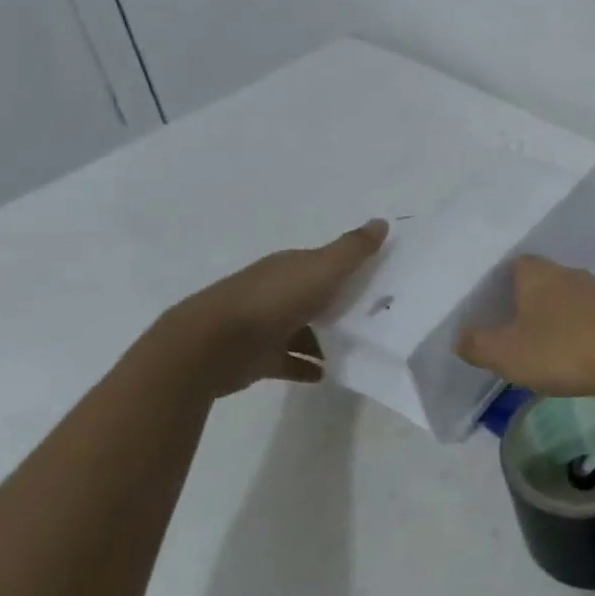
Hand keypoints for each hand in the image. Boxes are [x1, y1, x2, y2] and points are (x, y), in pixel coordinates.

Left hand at [166, 218, 388, 397]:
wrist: (212, 346)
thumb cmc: (273, 300)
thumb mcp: (321, 269)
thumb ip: (352, 249)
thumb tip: (382, 221)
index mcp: (290, 267)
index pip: (325, 262)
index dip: (350, 268)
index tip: (380, 278)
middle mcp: (276, 291)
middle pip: (315, 296)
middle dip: (341, 304)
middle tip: (377, 317)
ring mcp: (265, 326)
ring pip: (304, 329)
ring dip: (326, 339)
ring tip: (358, 349)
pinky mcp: (258, 358)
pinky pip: (290, 361)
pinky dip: (307, 365)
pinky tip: (328, 373)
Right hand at [455, 255, 594, 399]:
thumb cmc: (561, 348)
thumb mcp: (507, 353)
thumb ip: (478, 344)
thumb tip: (460, 336)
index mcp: (537, 273)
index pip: (513, 265)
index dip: (500, 284)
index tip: (491, 307)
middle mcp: (567, 273)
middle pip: (541, 280)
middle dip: (528, 301)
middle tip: (512, 327)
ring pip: (567, 298)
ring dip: (555, 316)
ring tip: (542, 344)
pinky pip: (589, 317)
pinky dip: (578, 330)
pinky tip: (574, 352)